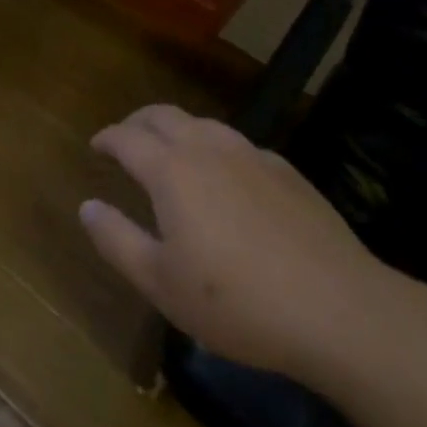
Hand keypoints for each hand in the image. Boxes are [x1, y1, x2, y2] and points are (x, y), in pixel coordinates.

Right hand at [79, 104, 388, 385]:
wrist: (340, 311)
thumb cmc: (238, 302)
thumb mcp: (161, 283)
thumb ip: (116, 240)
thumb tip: (86, 206)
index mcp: (171, 170)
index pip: (126, 138)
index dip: (106, 138)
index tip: (96, 146)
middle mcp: (208, 148)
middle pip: (163, 115)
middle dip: (137, 122)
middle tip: (126, 140)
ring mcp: (252, 155)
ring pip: (203, 124)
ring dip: (177, 130)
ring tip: (172, 153)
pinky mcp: (287, 172)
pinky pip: (238, 145)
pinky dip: (216, 149)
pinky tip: (227, 179)